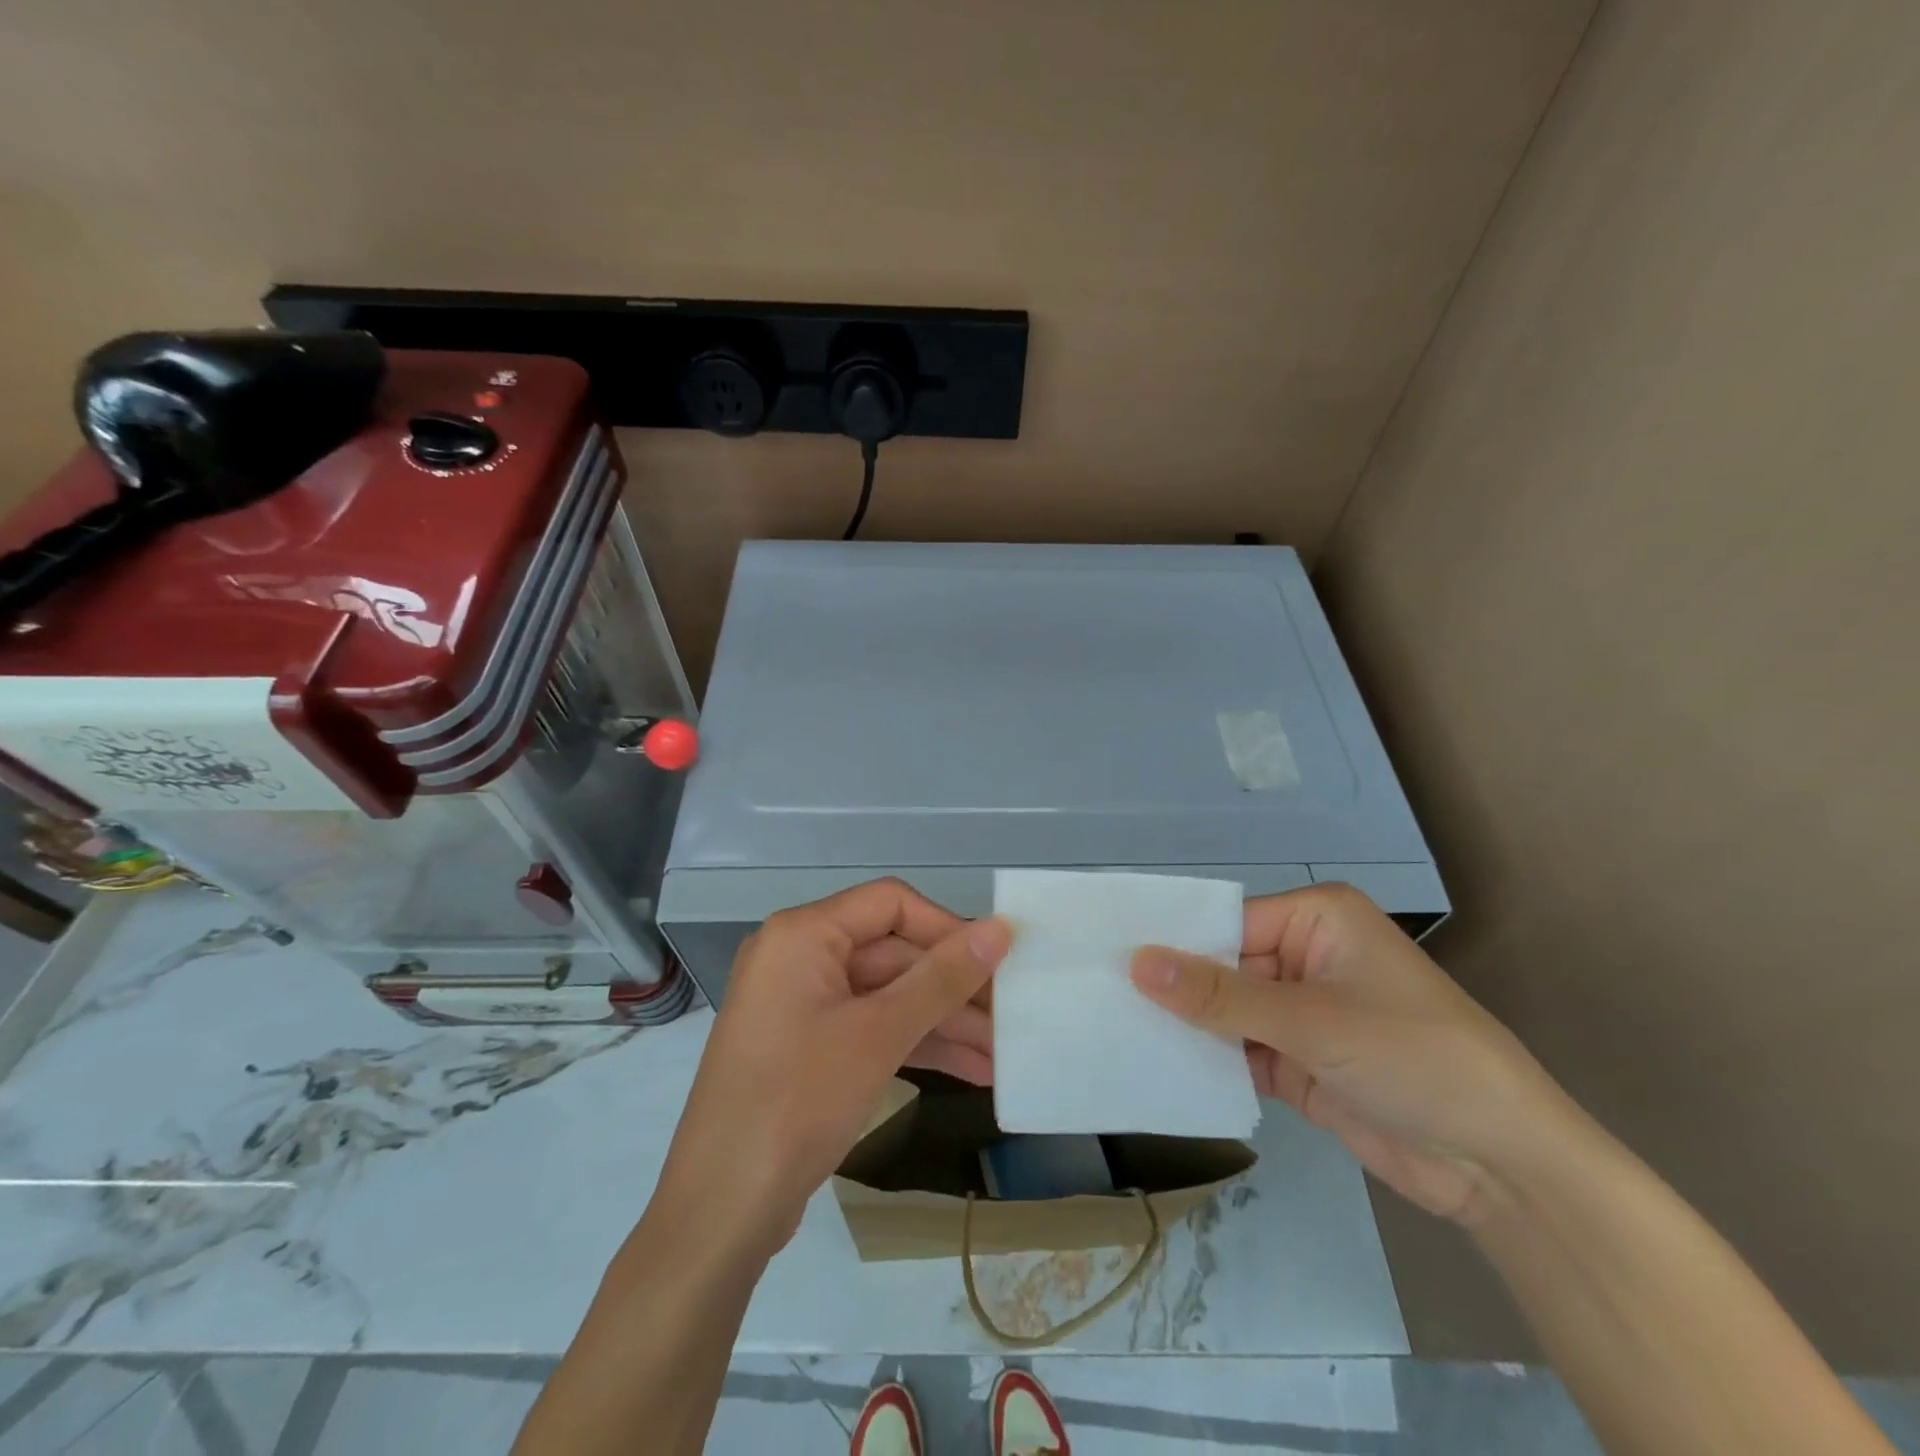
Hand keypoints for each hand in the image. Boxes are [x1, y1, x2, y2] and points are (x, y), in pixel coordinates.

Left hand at [657, 879, 1012, 1254]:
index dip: (947, 927)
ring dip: (943, 1022)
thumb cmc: (797, 1103)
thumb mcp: (878, 1034)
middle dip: (952, 987)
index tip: (997, 960)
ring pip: (887, 995)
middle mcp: (799, 957)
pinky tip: (969, 1070)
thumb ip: (942, 977)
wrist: (720, 1214)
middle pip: (892, 952)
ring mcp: (802, 1005)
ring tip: (1001, 1054)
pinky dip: (915, 1045)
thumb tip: (1000, 928)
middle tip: (1010, 1017)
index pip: (890, 903)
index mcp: (802, 934)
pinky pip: (871, 1028)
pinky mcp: (809, 1048)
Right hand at [1130, 883, 1571, 1223]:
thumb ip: (1219, 994)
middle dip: (1172, 987)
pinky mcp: (1297, 1060)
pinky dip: (1208, 1060)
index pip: (1225, 922)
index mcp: (1315, 919)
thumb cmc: (1413, 1057)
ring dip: (1184, 1025)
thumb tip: (1136, 960)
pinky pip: (1238, 1050)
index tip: (1106, 958)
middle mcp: (1304, 956)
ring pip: (1224, 1010)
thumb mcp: (1310, 1020)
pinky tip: (1158, 1065)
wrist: (1500, 1165)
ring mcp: (1300, 1011)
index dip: (1172, 942)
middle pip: (1220, 965)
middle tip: (1098, 997)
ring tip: (1113, 1029)